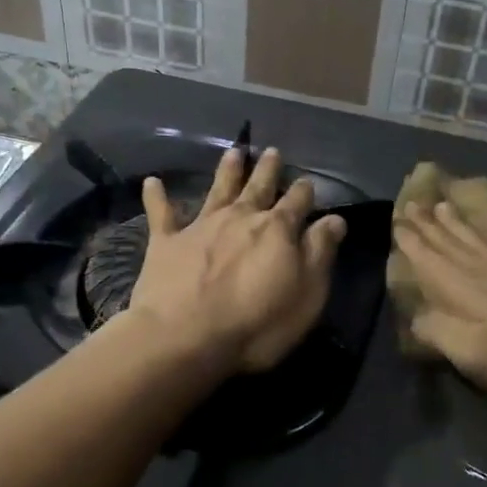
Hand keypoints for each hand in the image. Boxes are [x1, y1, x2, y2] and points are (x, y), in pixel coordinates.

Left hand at [129, 146, 345, 373]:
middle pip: (259, 187)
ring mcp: (201, 226)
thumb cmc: (257, 323)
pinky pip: (161, 213)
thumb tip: (335, 218)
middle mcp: (240, 217)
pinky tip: (152, 181)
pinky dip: (157, 196)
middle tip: (272, 151)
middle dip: (268, 169)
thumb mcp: (306, 293)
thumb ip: (320, 252)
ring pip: (218, 190)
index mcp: (278, 229)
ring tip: (233, 151)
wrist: (185, 335)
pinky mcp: (166, 241)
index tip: (307, 182)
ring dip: (227, 170)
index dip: (304, 192)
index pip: (297, 202)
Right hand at [393, 201, 486, 400]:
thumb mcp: (473, 355)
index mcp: (461, 289)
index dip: (410, 240)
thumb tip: (416, 318)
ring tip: (443, 204)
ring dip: (457, 221)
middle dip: (427, 224)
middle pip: (449, 241)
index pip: (427, 258)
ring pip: (476, 236)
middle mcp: (482, 268)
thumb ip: (438, 332)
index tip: (396, 220)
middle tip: (411, 203)